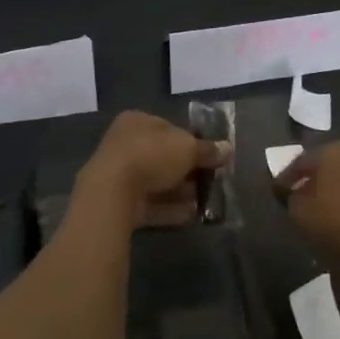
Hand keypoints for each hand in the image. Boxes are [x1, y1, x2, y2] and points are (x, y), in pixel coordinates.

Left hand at [75, 110, 230, 230]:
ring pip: (156, 182)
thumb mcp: (188, 148)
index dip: (192, 142)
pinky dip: (169, 209)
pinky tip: (190, 216)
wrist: (112, 193)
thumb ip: (207, 150)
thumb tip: (227, 148)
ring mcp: (118, 175)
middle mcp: (124, 144)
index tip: (210, 157)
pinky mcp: (117, 203)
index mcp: (137, 121)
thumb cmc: (151, 156)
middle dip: (187, 170)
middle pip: (163, 157)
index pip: (169, 128)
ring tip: (204, 201)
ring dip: (180, 192)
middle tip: (209, 181)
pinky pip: (149, 204)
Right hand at [274, 141, 339, 259]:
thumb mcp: (297, 209)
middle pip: (323, 167)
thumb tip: (289, 191)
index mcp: (332, 149)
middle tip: (294, 198)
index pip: (300, 161)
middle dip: (309, 181)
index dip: (285, 178)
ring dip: (327, 192)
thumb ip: (289, 196)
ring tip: (313, 211)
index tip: (275, 193)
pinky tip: (333, 218)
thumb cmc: (331, 219)